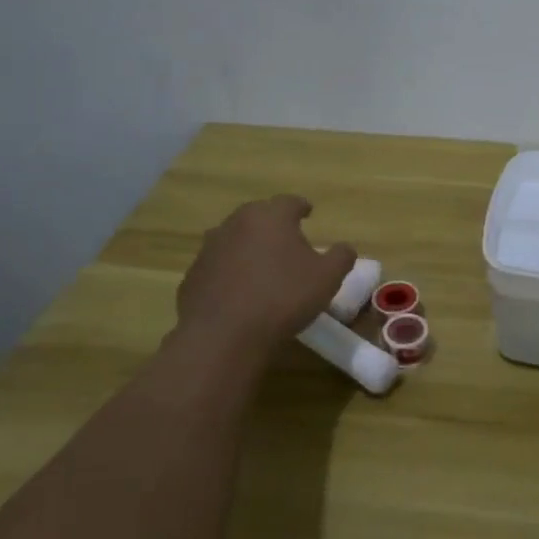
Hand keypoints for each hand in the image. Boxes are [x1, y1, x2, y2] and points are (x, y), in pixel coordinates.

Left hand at [171, 195, 354, 357]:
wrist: (223, 336)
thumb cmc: (283, 298)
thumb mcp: (327, 278)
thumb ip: (341, 257)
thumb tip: (345, 248)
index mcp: (270, 216)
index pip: (289, 202)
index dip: (301, 207)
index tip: (308, 212)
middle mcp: (236, 223)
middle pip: (258, 216)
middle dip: (273, 225)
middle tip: (288, 240)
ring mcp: (209, 249)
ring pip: (235, 239)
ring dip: (249, 247)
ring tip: (263, 266)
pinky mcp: (193, 275)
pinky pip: (218, 266)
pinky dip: (230, 272)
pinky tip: (240, 292)